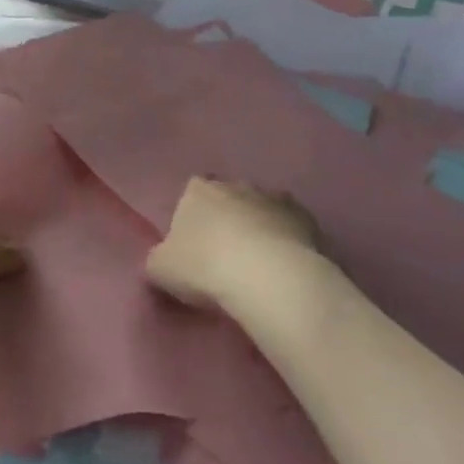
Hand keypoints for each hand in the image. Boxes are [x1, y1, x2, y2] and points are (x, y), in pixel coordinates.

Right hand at [146, 178, 319, 311]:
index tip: (193, 246)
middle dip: (227, 219)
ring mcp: (274, 198)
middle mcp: (236, 185)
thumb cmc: (205, 267)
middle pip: (228, 198)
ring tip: (257, 265)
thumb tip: (161, 261)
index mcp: (198, 190)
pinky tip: (283, 268)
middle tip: (224, 256)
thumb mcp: (160, 270)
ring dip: (259, 228)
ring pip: (262, 209)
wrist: (268, 278)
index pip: (191, 193)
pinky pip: (291, 227)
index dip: (193, 218)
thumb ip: (157, 260)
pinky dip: (286, 241)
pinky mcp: (306, 219)